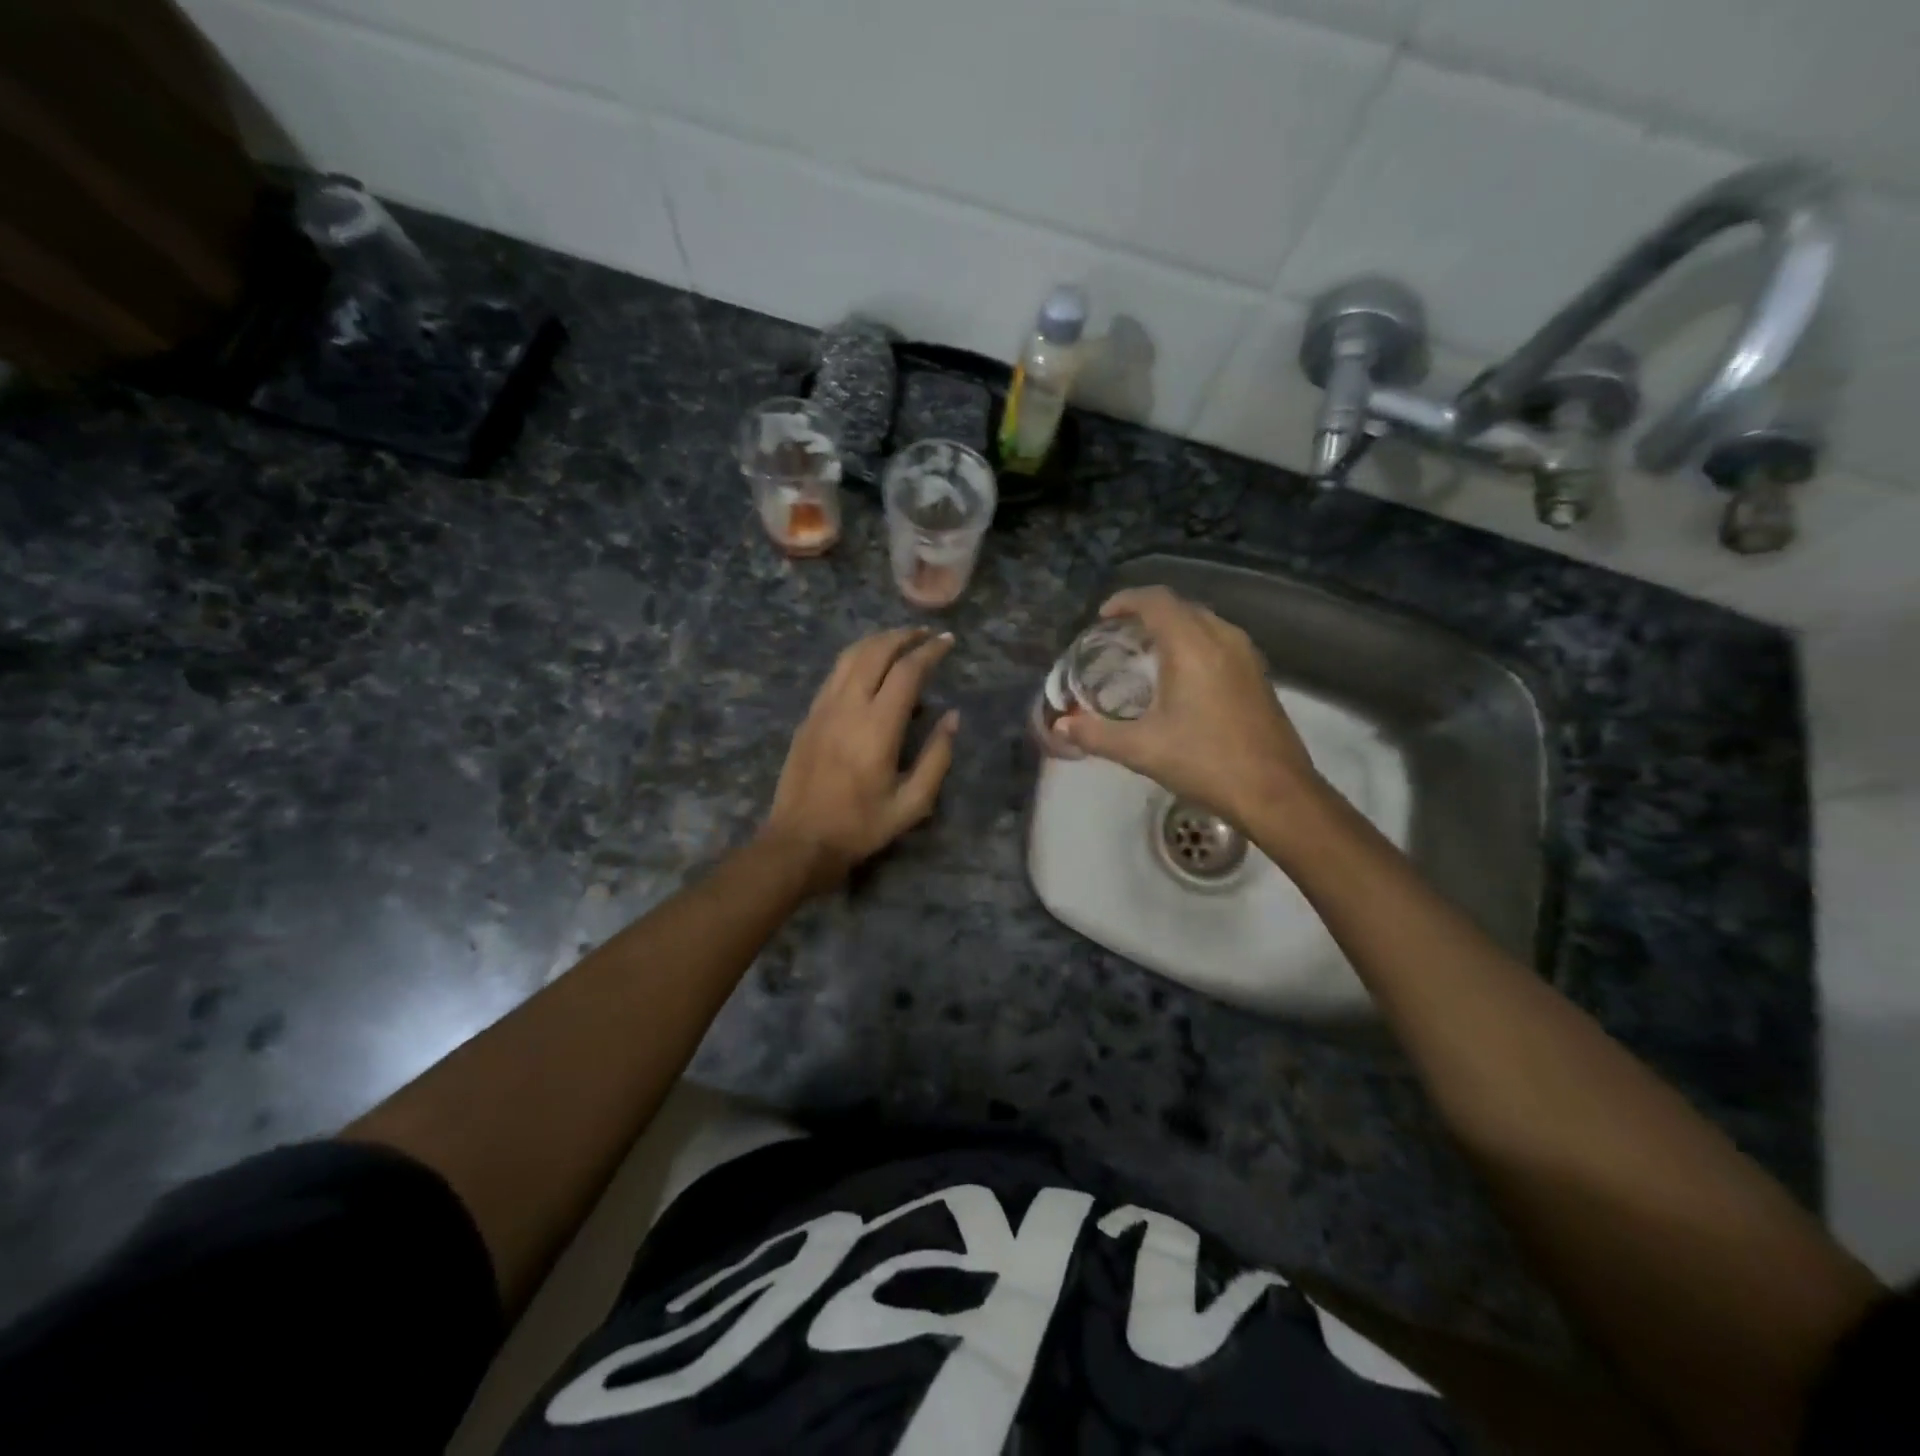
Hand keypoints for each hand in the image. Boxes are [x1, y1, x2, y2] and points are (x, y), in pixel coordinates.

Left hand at [760, 626, 959, 893]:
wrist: (800, 840)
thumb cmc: (860, 826)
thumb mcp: (912, 803)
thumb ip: (937, 757)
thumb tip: (952, 717)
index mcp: (877, 727)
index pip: (907, 671)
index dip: (930, 651)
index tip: (948, 641)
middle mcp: (848, 707)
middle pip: (875, 652)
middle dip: (903, 636)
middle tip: (926, 634)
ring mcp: (823, 708)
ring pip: (850, 656)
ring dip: (877, 641)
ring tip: (900, 640)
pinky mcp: (809, 716)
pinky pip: (834, 673)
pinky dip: (857, 658)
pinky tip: (869, 666)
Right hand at [1057, 587, 1317, 821]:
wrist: (1275, 793)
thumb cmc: (1206, 763)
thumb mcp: (1141, 750)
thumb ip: (1096, 734)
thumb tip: (1061, 725)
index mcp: (1192, 646)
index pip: (1156, 601)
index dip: (1125, 601)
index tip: (1102, 618)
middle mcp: (1222, 638)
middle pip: (1180, 606)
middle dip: (1146, 614)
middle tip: (1117, 637)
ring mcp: (1246, 655)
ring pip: (1203, 622)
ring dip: (1172, 627)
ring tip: (1144, 653)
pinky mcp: (1257, 674)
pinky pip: (1219, 640)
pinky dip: (1193, 643)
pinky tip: (1179, 676)